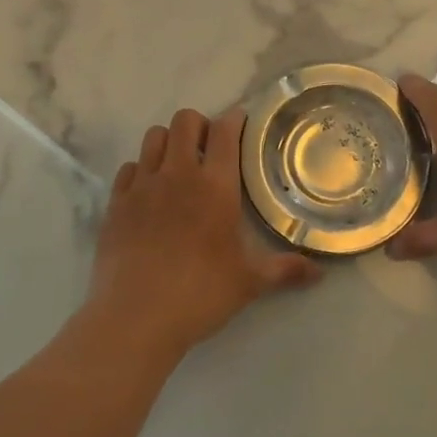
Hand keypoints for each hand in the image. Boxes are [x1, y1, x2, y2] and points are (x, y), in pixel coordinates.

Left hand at [86, 107, 318, 361]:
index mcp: (215, 186)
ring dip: (169, 142)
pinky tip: (149, 192)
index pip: (224, 131)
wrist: (135, 317)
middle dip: (199, 125)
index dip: (233, 119)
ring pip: (154, 137)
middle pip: (185, 121)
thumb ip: (284, 270)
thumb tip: (320, 273)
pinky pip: (128, 168)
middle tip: (209, 147)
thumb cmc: (200, 294)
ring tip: (179, 164)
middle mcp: (178, 174)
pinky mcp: (116, 203)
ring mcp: (142, 185)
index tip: (240, 122)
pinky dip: (141, 170)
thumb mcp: (249, 282)